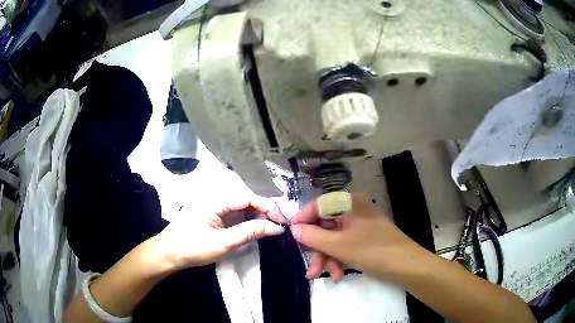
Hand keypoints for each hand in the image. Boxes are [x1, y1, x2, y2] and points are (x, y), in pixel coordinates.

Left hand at [153, 196, 287, 270]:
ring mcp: (212, 205)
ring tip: (270, 227)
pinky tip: (254, 227)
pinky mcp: (212, 213)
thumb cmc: (192, 248)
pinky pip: (233, 212)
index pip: (247, 197)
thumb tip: (276, 228)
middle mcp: (214, 197)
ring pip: (240, 205)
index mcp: (215, 200)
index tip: (282, 222)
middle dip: (264, 210)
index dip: (267, 207)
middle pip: (245, 198)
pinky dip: (246, 219)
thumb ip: (249, 232)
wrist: (167, 254)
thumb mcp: (223, 243)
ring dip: (256, 215)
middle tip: (278, 226)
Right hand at [291, 194, 426, 282]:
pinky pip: (345, 244)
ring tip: (330, 276)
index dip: (302, 221)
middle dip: (318, 250)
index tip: (292, 237)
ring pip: (334, 238)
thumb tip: (293, 228)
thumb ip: (312, 236)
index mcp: (348, 203)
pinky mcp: (365, 236)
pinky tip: (339, 275)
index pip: (317, 205)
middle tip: (312, 271)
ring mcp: (360, 223)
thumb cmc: (371, 251)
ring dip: (329, 258)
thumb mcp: (337, 245)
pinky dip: (340, 258)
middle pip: (325, 226)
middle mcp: (353, 209)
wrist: (405, 265)